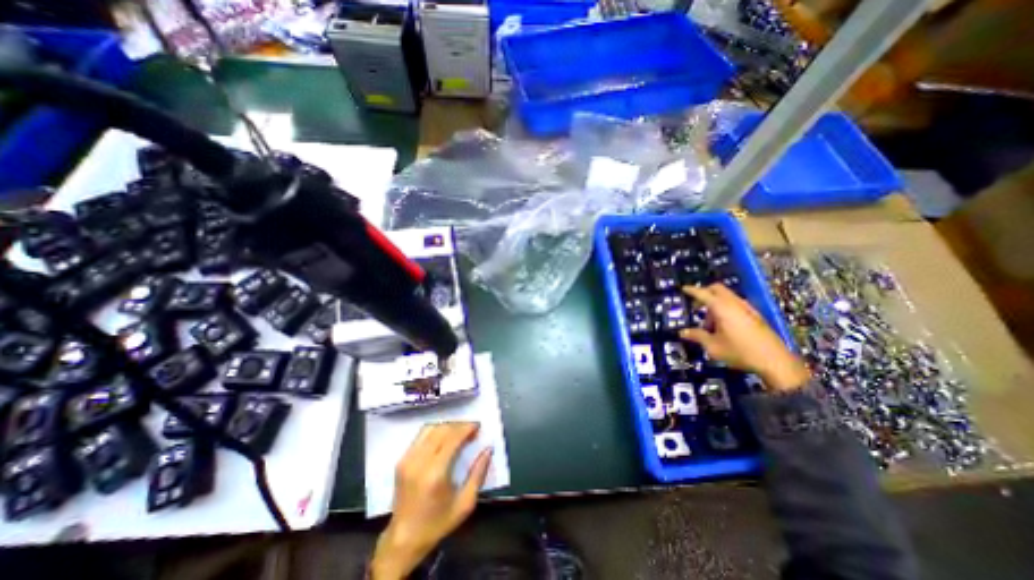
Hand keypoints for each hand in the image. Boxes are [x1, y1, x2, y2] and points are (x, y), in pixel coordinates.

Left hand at [373, 422, 492, 578]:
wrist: (404, 539)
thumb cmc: (438, 523)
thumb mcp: (465, 503)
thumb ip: (479, 474)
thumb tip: (488, 449)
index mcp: (435, 473)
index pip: (452, 438)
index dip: (467, 428)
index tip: (478, 426)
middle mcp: (419, 462)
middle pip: (442, 430)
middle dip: (459, 425)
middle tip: (472, 428)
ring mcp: (407, 459)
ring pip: (430, 429)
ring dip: (447, 426)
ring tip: (459, 431)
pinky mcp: (401, 460)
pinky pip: (421, 436)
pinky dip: (435, 431)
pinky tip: (444, 437)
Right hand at [685, 284, 812, 392]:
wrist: (775, 361)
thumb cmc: (740, 352)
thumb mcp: (713, 346)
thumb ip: (697, 336)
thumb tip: (683, 332)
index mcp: (722, 308)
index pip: (703, 293)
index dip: (692, 290)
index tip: (683, 288)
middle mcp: (735, 303)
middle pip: (717, 289)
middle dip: (705, 294)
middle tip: (696, 306)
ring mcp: (747, 308)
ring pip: (727, 297)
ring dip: (715, 304)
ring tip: (710, 324)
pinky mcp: (755, 315)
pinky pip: (735, 304)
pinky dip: (725, 309)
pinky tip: (724, 327)